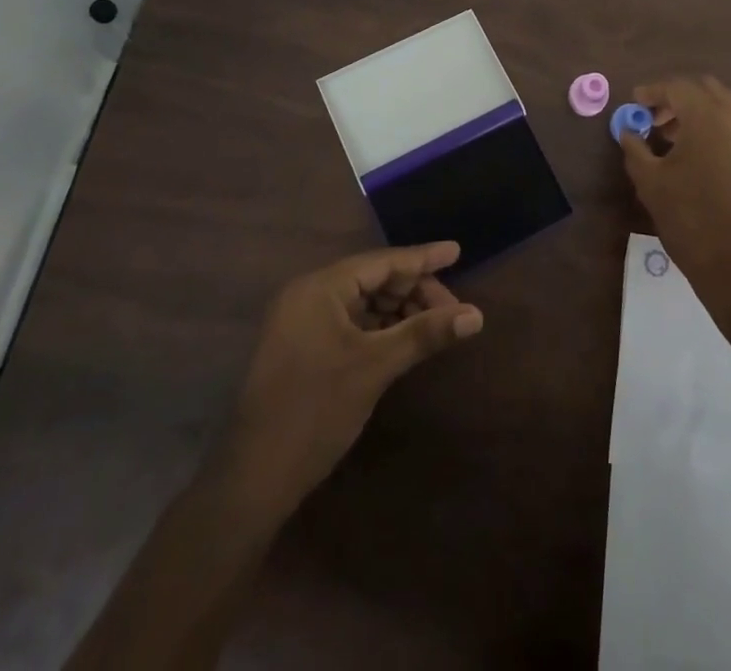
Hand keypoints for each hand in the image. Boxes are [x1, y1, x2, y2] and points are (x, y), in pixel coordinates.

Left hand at [227, 242, 483, 510]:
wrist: (253, 480)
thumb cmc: (315, 411)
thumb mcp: (375, 367)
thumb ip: (425, 334)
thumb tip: (476, 315)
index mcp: (320, 287)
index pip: (382, 262)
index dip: (422, 258)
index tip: (457, 250)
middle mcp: (309, 294)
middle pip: (373, 279)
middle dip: (414, 290)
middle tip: (453, 309)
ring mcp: (303, 321)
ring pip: (364, 302)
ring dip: (400, 310)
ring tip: (436, 324)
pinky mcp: (304, 346)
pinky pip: (351, 322)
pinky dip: (380, 327)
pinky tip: (406, 338)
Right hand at [618, 76, 730, 320]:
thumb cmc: (692, 218)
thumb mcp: (651, 183)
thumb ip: (635, 149)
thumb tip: (627, 131)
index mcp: (706, 115)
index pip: (676, 87)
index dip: (651, 92)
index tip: (633, 103)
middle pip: (703, 90)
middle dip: (676, 98)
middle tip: (652, 118)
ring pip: (722, 106)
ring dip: (696, 112)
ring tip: (670, 138)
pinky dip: (713, 127)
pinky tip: (694, 154)